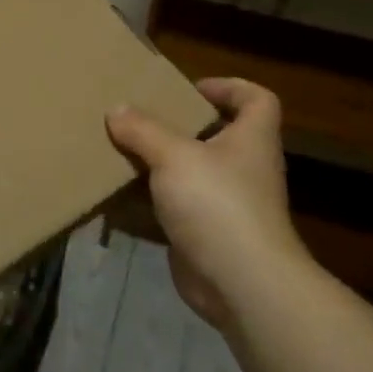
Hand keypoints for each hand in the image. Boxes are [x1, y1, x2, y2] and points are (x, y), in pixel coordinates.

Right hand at [106, 78, 310, 330]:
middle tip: (140, 121)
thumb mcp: (174, 156)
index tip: (190, 90)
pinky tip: (115, 201)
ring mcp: (226, 205)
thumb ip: (143, 131)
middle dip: (178, 128)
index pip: (257, 100)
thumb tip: (116, 110)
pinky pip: (172, 211)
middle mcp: (243, 168)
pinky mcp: (205, 235)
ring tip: (119, 155)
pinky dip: (147, 206)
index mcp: (251, 139)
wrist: (240, 283)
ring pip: (189, 175)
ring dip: (157, 167)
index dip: (229, 87)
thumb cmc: (217, 203)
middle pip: (216, 136)